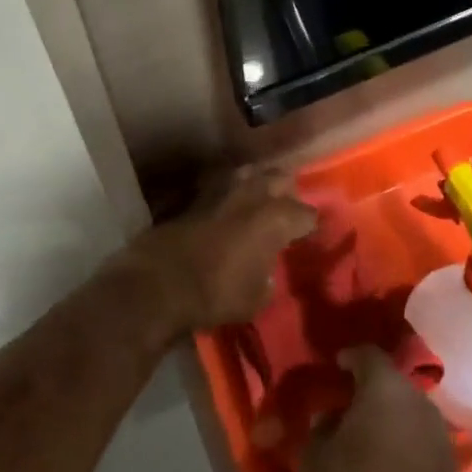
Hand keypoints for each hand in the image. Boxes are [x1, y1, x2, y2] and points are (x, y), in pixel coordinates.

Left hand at [123, 166, 316, 332]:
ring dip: (258, 184)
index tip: (310, 235)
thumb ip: (269, 277)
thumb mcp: (257, 298)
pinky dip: (230, 193)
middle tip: (287, 211)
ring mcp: (223, 189)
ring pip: (250, 172)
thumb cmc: (217, 293)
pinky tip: (229, 206)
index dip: (310, 226)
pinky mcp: (197, 194)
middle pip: (281, 178)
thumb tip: (266, 270)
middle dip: (287, 192)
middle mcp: (254, 194)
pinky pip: (223, 185)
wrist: (160, 282)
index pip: (307, 214)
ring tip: (259, 201)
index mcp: (277, 218)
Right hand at [301, 346, 457, 471]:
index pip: (366, 353)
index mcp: (384, 384)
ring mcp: (437, 429)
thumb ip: (318, 428)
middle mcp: (417, 396)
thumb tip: (328, 418)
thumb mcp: (316, 458)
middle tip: (345, 407)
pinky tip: (386, 464)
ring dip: (387, 418)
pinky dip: (402, 443)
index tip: (334, 368)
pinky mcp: (449, 461)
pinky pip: (418, 438)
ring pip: (406, 411)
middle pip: (389, 382)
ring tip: (365, 439)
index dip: (348, 358)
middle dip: (368, 391)